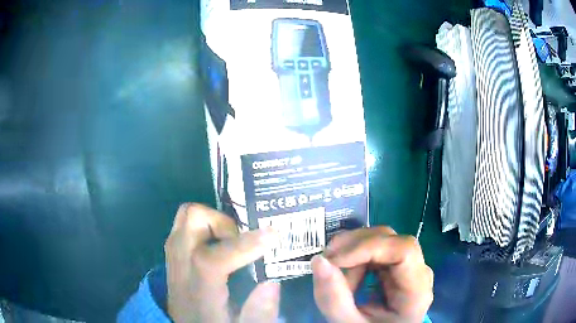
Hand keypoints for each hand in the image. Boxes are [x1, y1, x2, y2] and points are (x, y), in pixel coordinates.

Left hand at [164, 203, 279, 322]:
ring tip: (232, 241)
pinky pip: (184, 225)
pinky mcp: (173, 253)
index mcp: (198, 293)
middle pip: (190, 223)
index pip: (210, 260)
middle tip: (243, 239)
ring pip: (185, 217)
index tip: (272, 235)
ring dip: (213, 221)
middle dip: (223, 222)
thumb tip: (271, 283)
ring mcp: (173, 257)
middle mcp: (180, 269)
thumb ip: (259, 312)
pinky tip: (219, 244)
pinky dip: (204, 226)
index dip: (242, 245)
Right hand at [311, 227, 433, 322]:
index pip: (404, 251)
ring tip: (336, 275)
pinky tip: (346, 272)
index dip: (369, 247)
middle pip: (392, 241)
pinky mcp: (397, 266)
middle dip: (355, 247)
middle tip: (327, 262)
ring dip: (353, 252)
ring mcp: (409, 267)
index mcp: (416, 291)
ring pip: (382, 240)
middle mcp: (419, 272)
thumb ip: (333, 299)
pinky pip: (377, 249)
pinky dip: (355, 256)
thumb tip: (318, 260)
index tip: (334, 259)